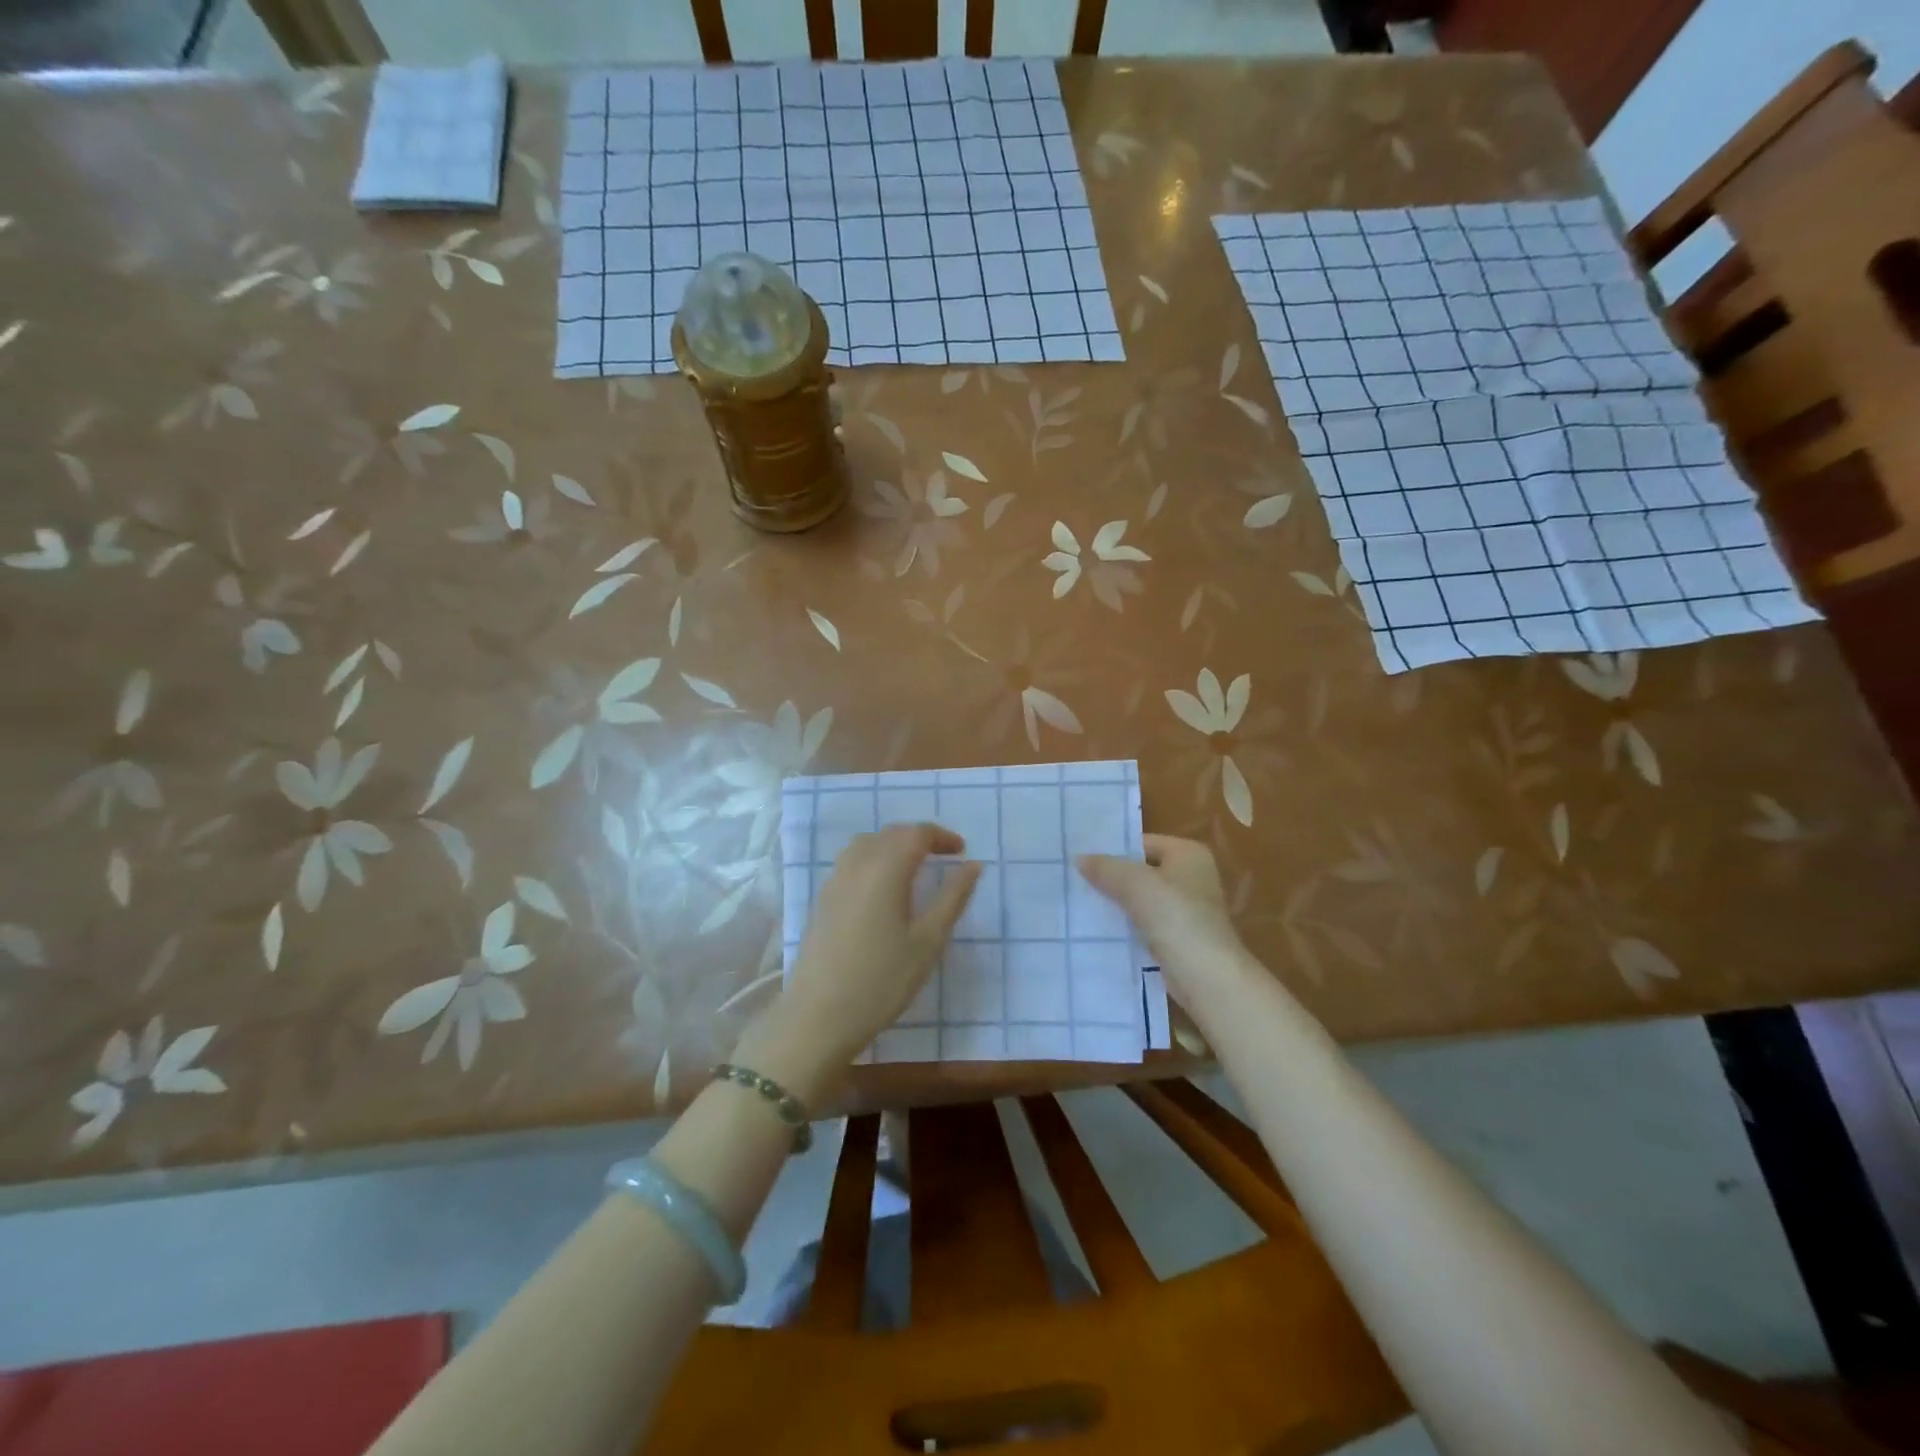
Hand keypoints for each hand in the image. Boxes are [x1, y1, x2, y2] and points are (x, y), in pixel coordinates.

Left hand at [744, 823, 979, 1097]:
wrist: (820, 1016)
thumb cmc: (882, 980)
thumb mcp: (928, 941)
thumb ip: (952, 898)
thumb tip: (973, 866)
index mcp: (886, 869)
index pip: (916, 834)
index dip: (942, 836)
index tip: (962, 851)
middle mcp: (857, 865)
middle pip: (891, 834)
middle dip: (919, 838)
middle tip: (944, 857)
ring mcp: (835, 881)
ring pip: (867, 844)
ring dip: (894, 845)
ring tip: (914, 867)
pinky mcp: (823, 899)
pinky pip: (851, 862)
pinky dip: (874, 859)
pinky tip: (883, 888)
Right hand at [1077, 835, 1251, 1003]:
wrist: (1207, 978)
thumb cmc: (1176, 919)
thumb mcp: (1136, 885)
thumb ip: (1106, 868)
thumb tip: (1079, 858)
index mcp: (1188, 854)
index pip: (1141, 843)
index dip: (1112, 850)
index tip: (1080, 860)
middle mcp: (1191, 876)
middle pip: (1141, 871)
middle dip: (1111, 878)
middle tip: (1074, 880)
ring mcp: (1187, 909)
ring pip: (1141, 899)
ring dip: (1116, 903)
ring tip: (1079, 902)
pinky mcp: (1179, 937)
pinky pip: (1144, 923)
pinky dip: (1125, 925)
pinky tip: (1098, 929)